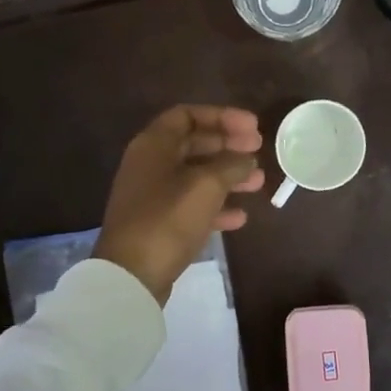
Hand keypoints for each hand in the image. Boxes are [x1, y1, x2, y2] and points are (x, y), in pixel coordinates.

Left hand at [93, 106, 265, 304]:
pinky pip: (191, 205)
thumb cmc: (168, 219)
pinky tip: (240, 217)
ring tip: (258, 183)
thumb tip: (246, 157)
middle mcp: (150, 164)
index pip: (188, 115)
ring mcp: (152, 195)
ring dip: (228, 176)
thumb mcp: (207, 186)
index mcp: (154, 145)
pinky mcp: (158, 223)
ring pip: (196, 175)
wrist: (131, 275)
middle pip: (194, 144)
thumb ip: (231, 165)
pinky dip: (216, 206)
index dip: (222, 116)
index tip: (253, 127)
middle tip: (259, 151)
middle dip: (229, 146)